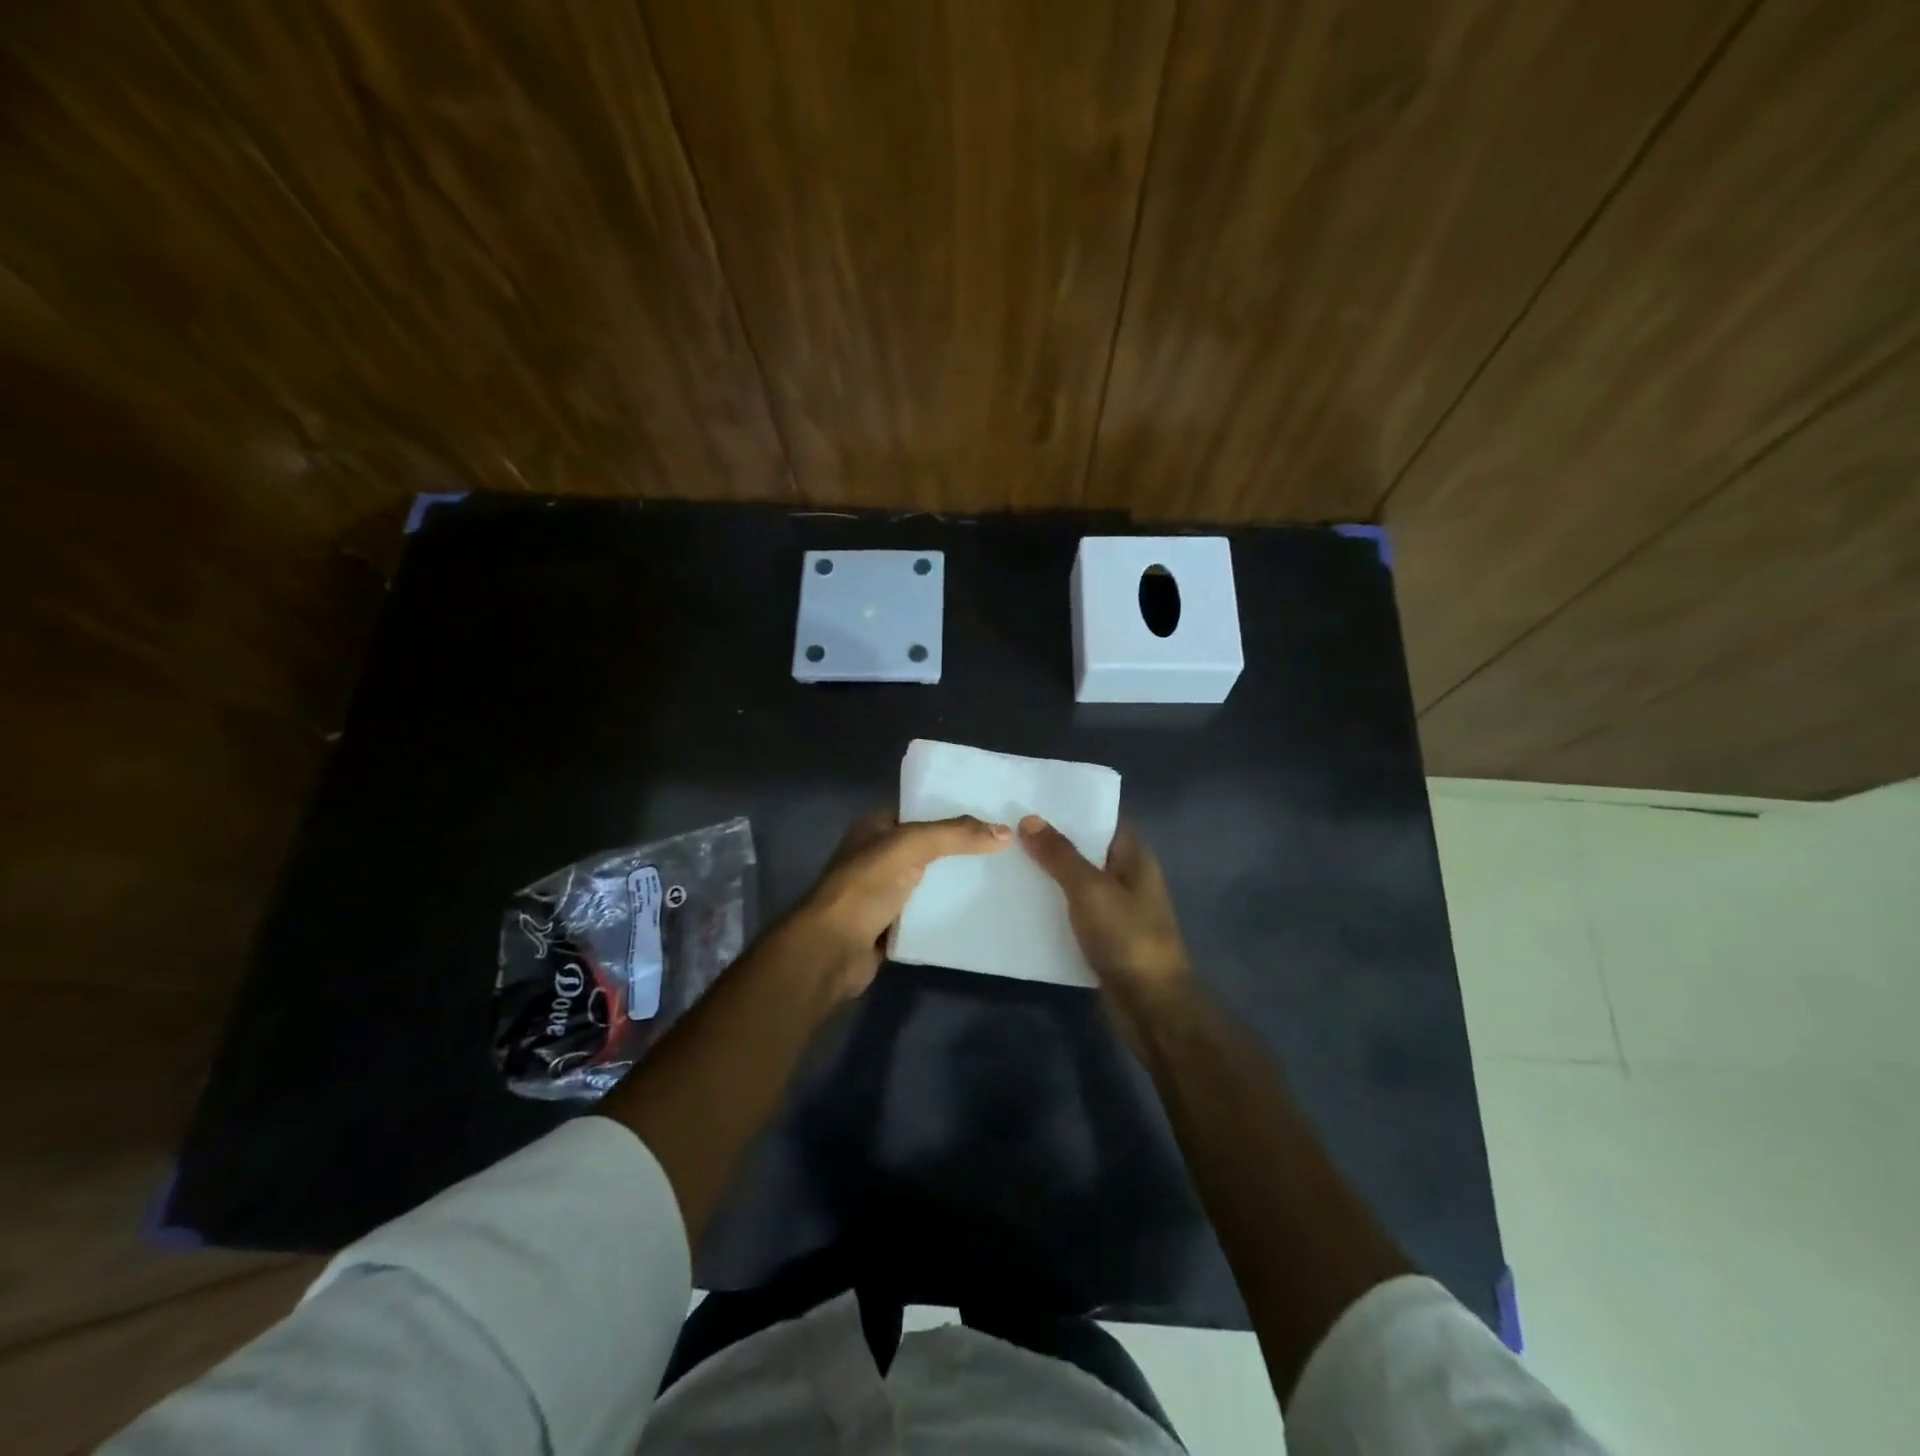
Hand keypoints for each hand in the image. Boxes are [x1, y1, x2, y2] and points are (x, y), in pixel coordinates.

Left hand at [791, 810, 1010, 997]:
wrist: (832, 949)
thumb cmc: (865, 886)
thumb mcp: (911, 845)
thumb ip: (955, 835)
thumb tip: (1004, 832)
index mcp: (873, 828)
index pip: (919, 812)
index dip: (951, 812)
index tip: (990, 817)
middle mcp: (876, 856)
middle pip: (927, 848)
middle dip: (959, 850)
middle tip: (1002, 850)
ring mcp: (880, 892)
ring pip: (927, 882)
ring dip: (954, 883)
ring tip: (999, 879)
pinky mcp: (888, 925)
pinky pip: (925, 913)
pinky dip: (945, 912)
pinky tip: (978, 912)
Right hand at [1019, 816, 1193, 1005]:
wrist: (1150, 1004)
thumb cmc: (1127, 937)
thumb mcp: (1090, 889)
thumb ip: (1060, 855)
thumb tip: (1029, 819)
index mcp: (1134, 857)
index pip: (1103, 819)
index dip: (1072, 807)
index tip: (1034, 798)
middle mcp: (1127, 877)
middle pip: (1087, 849)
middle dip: (1052, 839)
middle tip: (1008, 825)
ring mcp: (1116, 908)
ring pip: (1077, 881)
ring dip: (1048, 873)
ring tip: (1006, 857)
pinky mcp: (1103, 936)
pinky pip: (1073, 910)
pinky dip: (1051, 904)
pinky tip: (1020, 900)